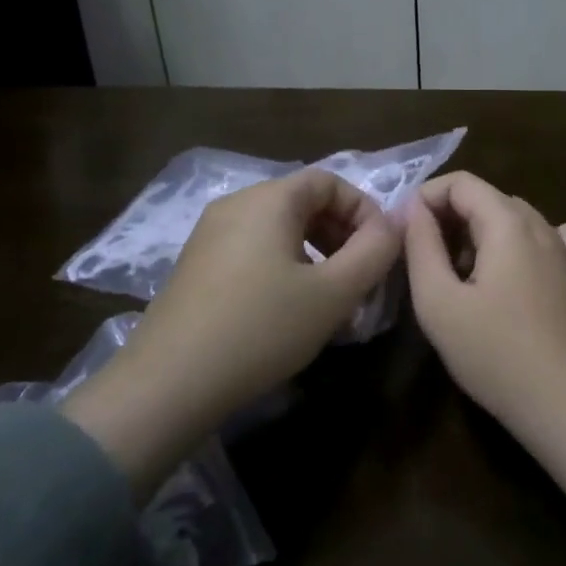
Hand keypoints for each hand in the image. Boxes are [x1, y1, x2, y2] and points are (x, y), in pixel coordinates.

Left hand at [61, 169, 402, 492]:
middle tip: (360, 278)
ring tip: (330, 300)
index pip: (329, 181)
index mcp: (269, 199)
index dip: (363, 210)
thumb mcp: (332, 294)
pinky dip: (284, 267)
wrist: (168, 384)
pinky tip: (289, 311)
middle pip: (303, 203)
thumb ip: (374, 252)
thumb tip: (397, 221)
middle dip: (341, 235)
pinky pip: (253, 250)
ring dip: (315, 254)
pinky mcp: (196, 265)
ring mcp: (210, 234)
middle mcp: (236, 204)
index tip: (380, 253)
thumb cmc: (260, 329)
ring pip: (279, 230)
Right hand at [407, 171, 565, 565]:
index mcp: (508, 223)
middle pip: (488, 198)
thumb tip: (413, 208)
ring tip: (463, 272)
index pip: (461, 182)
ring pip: (517, 218)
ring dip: (483, 231)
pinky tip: (518, 271)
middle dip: (451, 216)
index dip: (427, 197)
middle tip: (426, 257)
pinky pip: (552, 239)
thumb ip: (421, 246)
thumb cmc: (496, 355)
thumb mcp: (439, 303)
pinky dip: (526, 243)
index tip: (406, 231)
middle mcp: (542, 225)